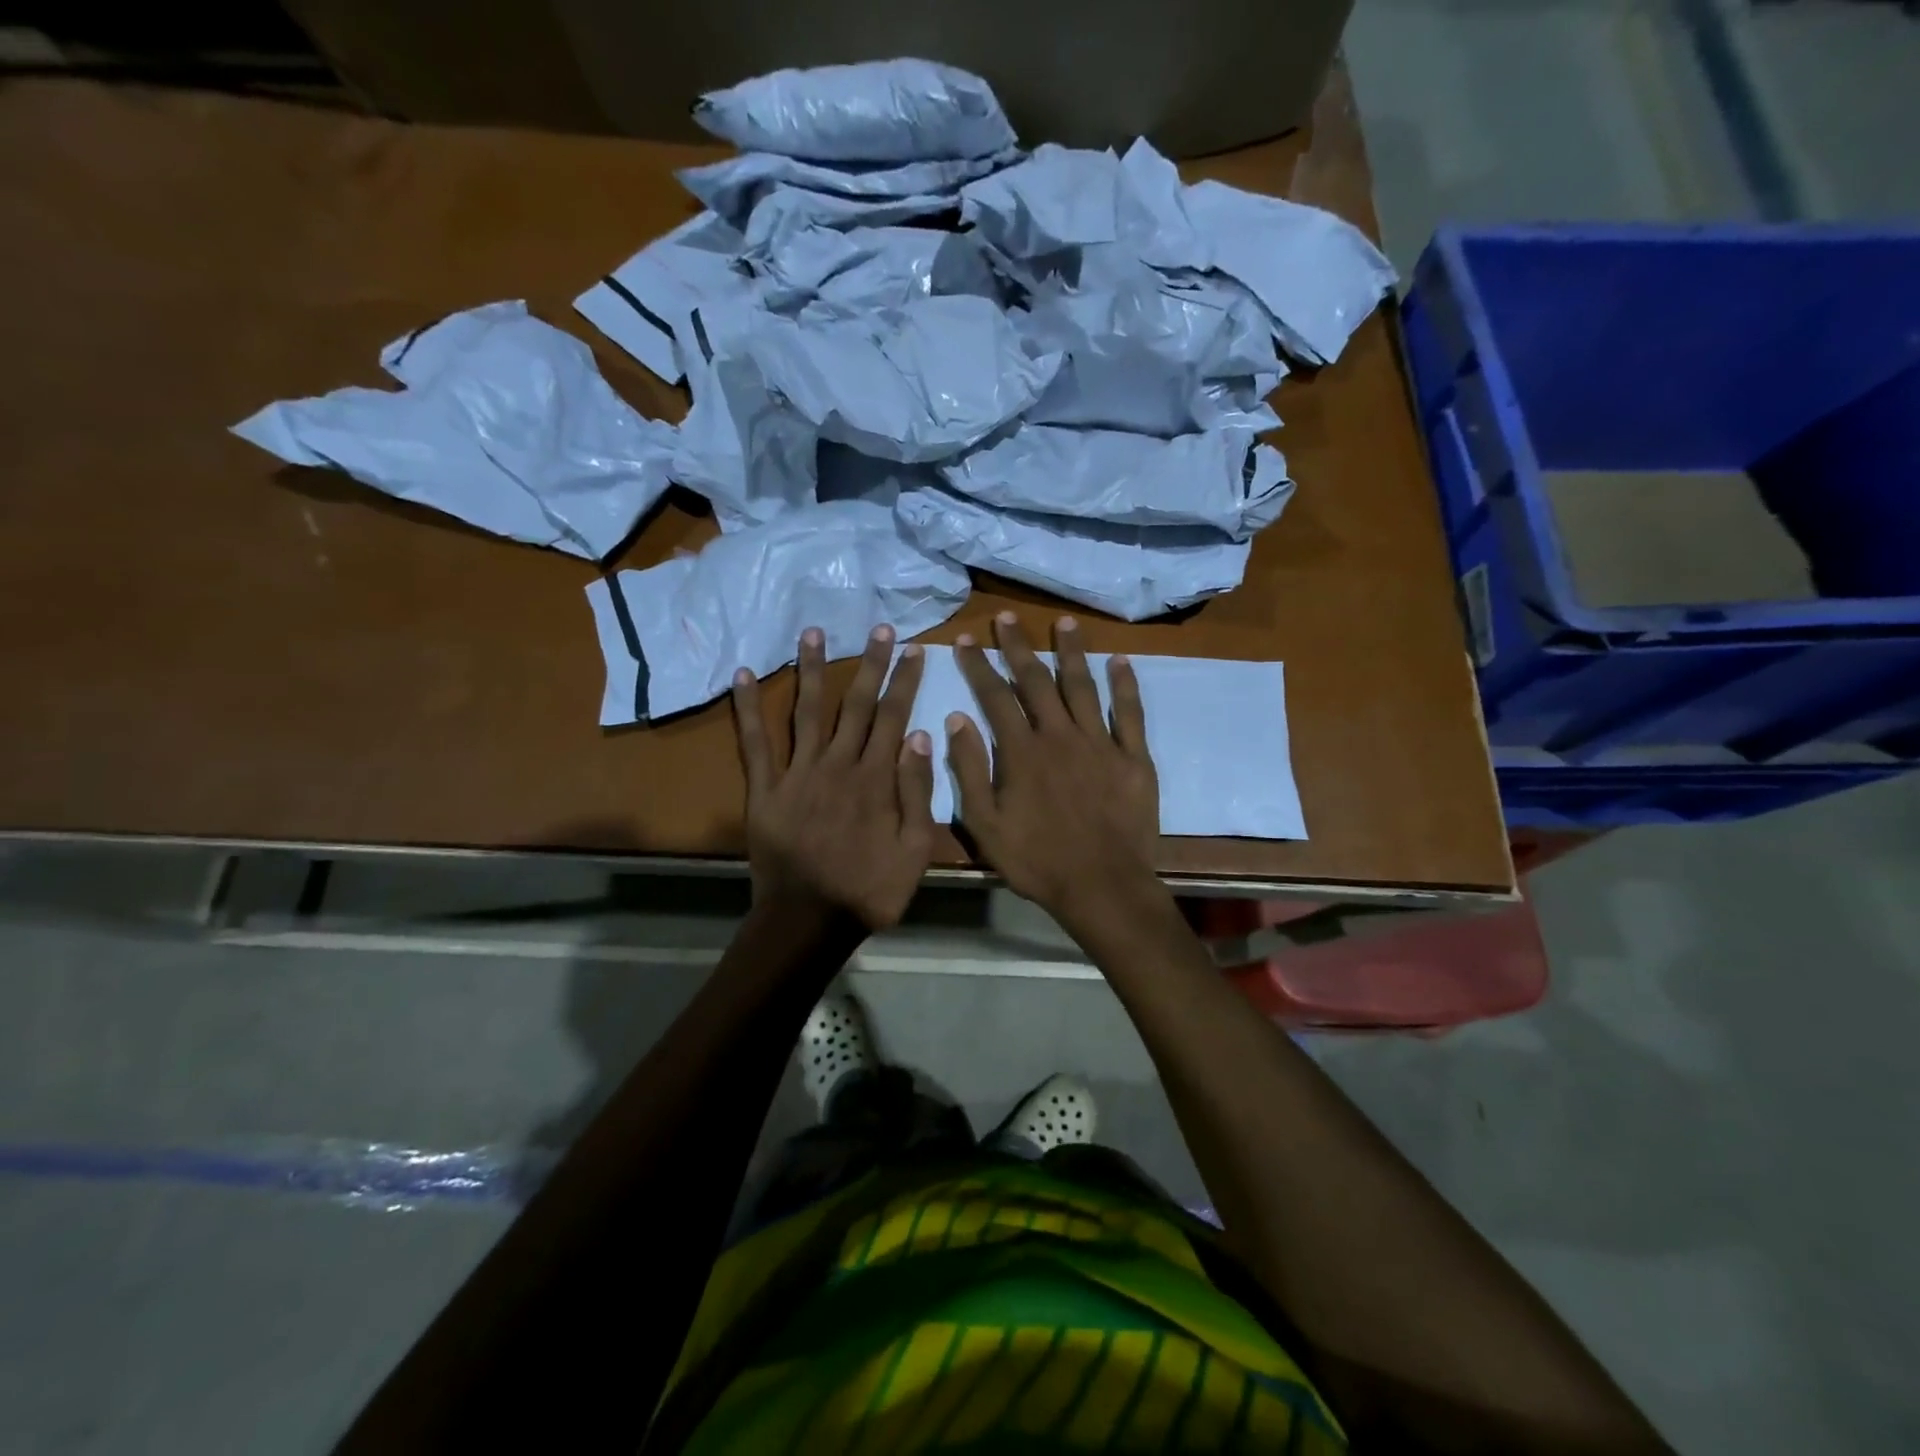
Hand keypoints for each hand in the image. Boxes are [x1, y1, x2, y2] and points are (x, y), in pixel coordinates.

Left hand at [731, 625, 934, 930]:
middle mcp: (837, 764)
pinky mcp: (765, 789)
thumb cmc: (870, 889)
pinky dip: (747, 708)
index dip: (904, 681)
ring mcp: (797, 773)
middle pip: (856, 704)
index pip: (894, 716)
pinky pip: (754, 743)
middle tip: (877, 629)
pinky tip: (741, 675)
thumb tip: (922, 735)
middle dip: (869, 664)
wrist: (810, 920)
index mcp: (876, 777)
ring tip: (812, 632)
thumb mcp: (915, 849)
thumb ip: (918, 792)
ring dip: (811, 669)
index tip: (913, 651)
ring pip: (807, 711)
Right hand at [947, 613, 1160, 933]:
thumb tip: (957, 719)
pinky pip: (1130, 712)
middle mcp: (1059, 735)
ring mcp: (1100, 742)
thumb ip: (970, 770)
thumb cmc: (1037, 860)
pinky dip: (1125, 684)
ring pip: (1082, 686)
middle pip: (1035, 681)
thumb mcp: (985, 824)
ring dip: (1071, 652)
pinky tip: (1120, 660)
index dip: (978, 666)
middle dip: (1018, 647)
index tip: (966, 639)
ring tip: (1063, 623)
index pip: (994, 697)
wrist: (1102, 885)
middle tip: (1006, 618)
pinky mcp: (1133, 757)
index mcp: (1021, 751)